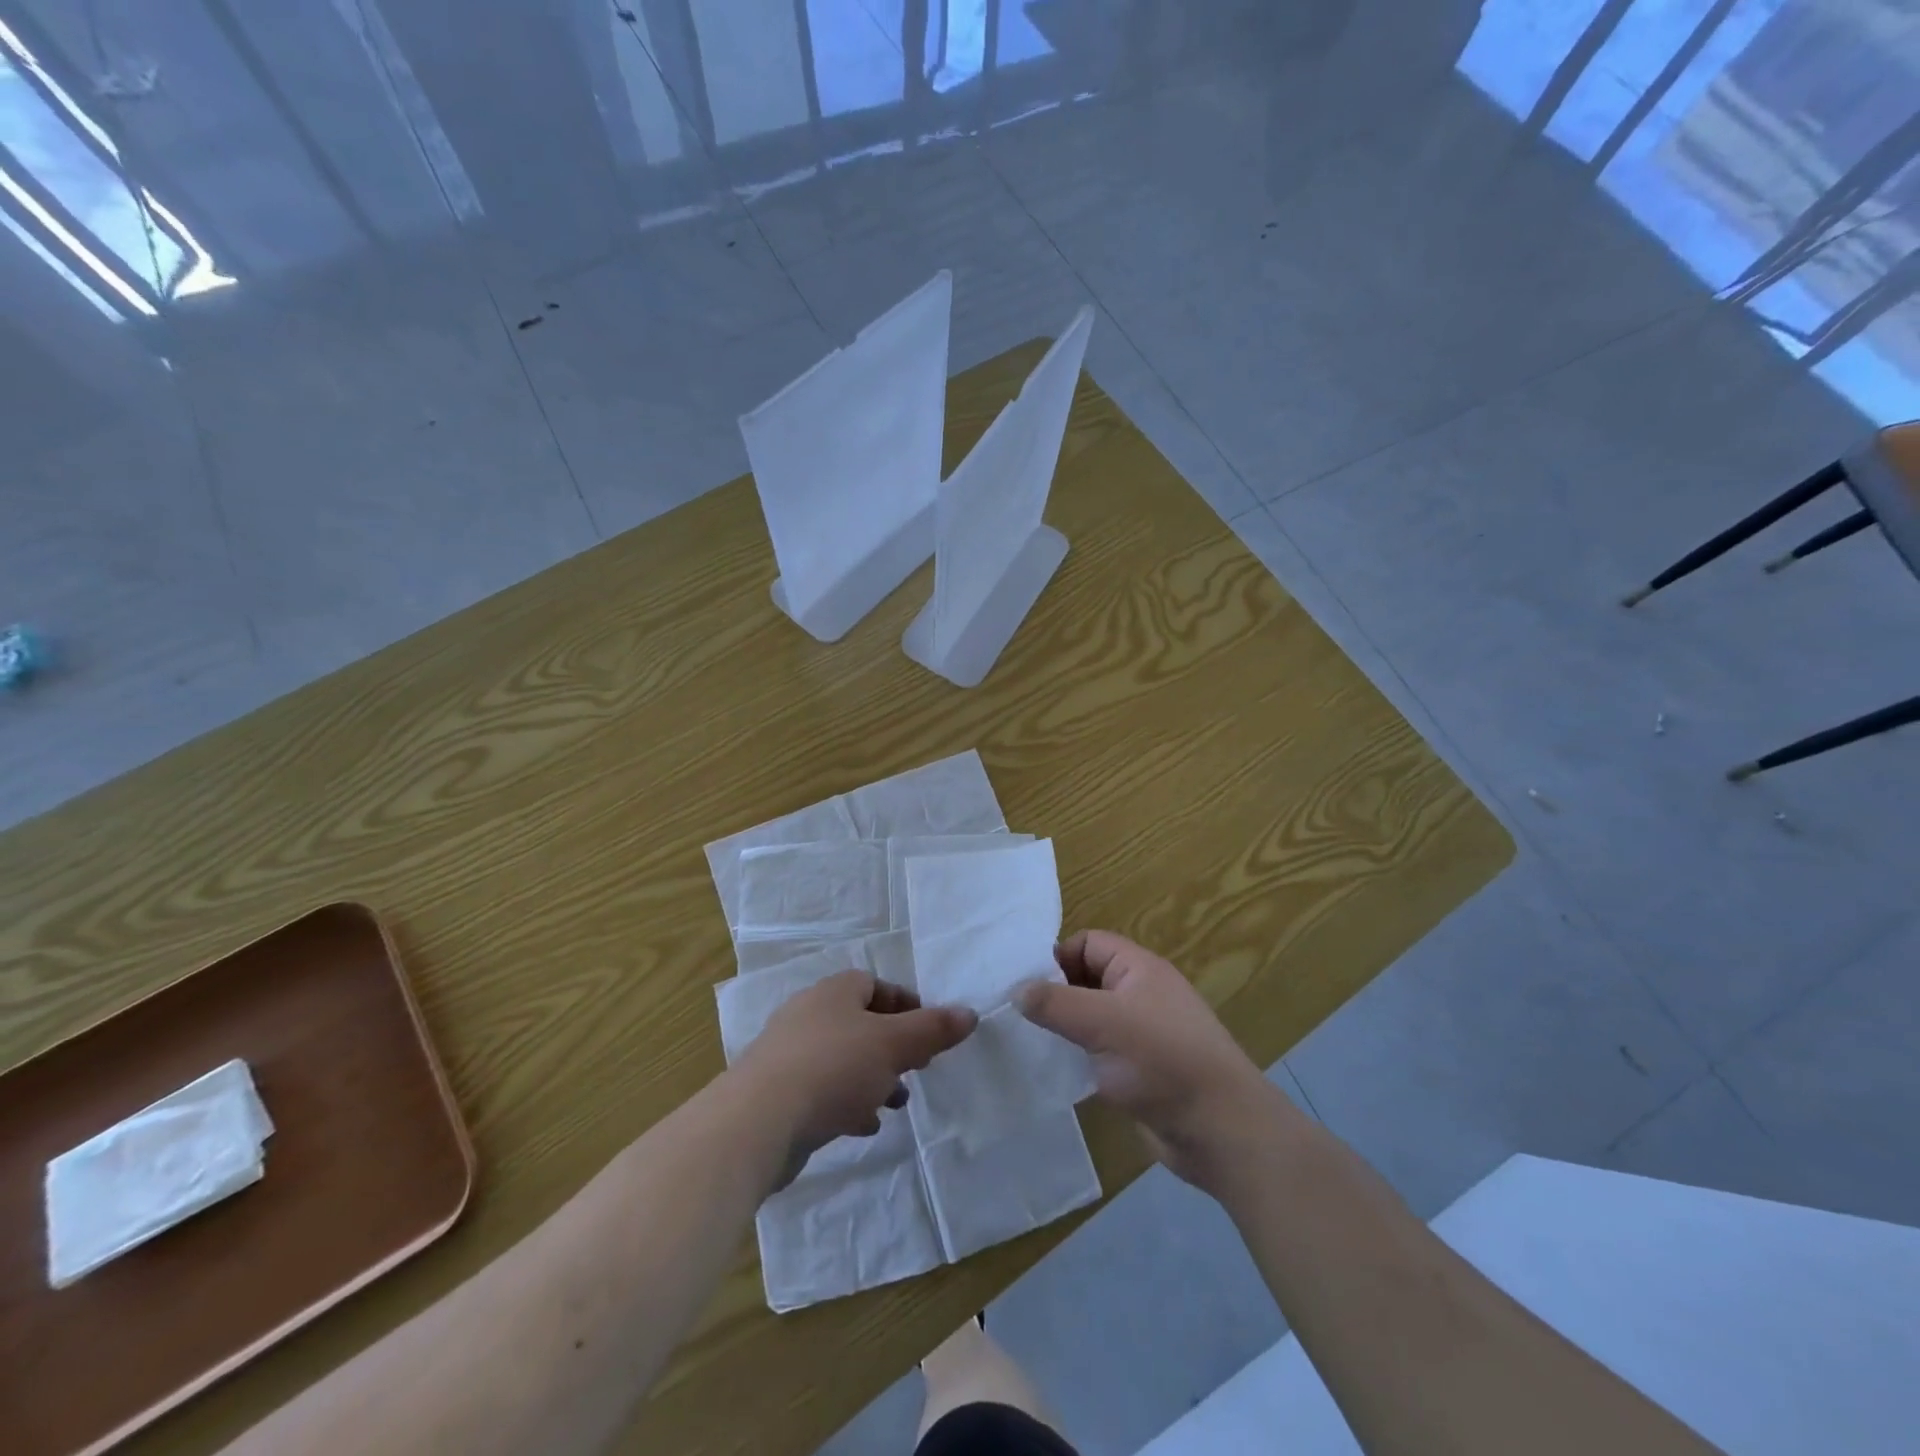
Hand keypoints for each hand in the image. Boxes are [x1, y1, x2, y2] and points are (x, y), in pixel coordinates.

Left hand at [735, 971, 975, 1184]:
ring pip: (842, 1058)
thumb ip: (933, 1029)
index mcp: (834, 992)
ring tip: (895, 1102)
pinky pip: (821, 1089)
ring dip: (872, 1077)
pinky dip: (846, 1101)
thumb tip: (970, 1013)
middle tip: (917, 1067)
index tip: (928, 1032)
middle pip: (860, 1022)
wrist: (757, 1122)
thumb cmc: (833, 1068)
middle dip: (892, 1045)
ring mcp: (789, 1054)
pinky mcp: (777, 1092)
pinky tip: (863, 1125)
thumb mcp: (894, 1045)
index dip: (905, 1004)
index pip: (875, 984)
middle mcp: (808, 1014)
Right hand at [1017, 930, 1289, 1190]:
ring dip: (1064, 1028)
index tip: (1022, 984)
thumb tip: (1016, 990)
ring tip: (1026, 1042)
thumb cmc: (1162, 1061)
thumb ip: (1055, 1003)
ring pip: (1091, 1018)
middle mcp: (1140, 994)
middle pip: (1086, 978)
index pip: (1087, 943)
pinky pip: (1100, 1051)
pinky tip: (1054, 1071)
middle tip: (1016, 1014)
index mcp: (1138, 968)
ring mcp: (1141, 1034)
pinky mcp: (1139, 1070)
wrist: (1221, 1130)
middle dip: (1054, 993)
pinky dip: (1078, 1057)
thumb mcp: (1102, 1023)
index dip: (1056, 957)